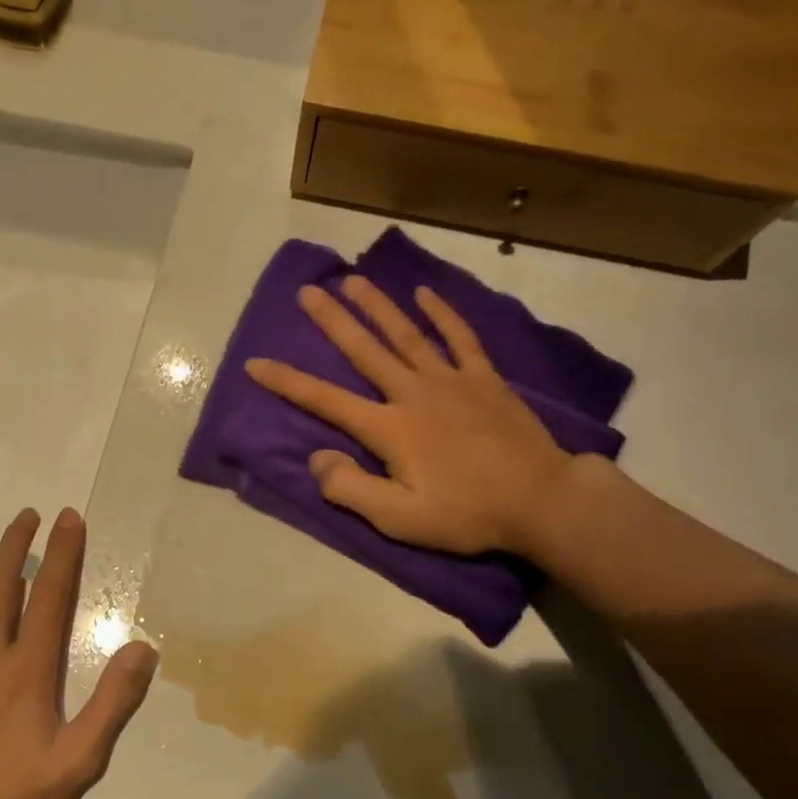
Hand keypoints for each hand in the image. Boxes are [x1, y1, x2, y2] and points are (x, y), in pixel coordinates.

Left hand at [0, 508, 157, 798]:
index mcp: (27, 669)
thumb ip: (113, 703)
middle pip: (2, 584)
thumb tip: (142, 649)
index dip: (62, 554)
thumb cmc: (17, 794)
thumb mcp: (80, 760)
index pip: (50, 597)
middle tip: (29, 514)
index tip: (68, 519)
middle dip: (18, 544)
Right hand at [246, 276, 578, 557]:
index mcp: (388, 428)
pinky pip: (460, 339)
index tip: (255, 363)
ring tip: (354, 280)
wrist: (541, 501)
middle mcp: (413, 393)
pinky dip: (443, 314)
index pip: (325, 400)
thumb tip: (316, 458)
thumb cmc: (466, 513)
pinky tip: (425, 294)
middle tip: (309, 290)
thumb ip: (350, 489)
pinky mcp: (485, 380)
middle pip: (365, 350)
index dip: (287, 382)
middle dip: (333, 320)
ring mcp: (452, 381)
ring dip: (378, 306)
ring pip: (407, 334)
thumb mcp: (398, 518)